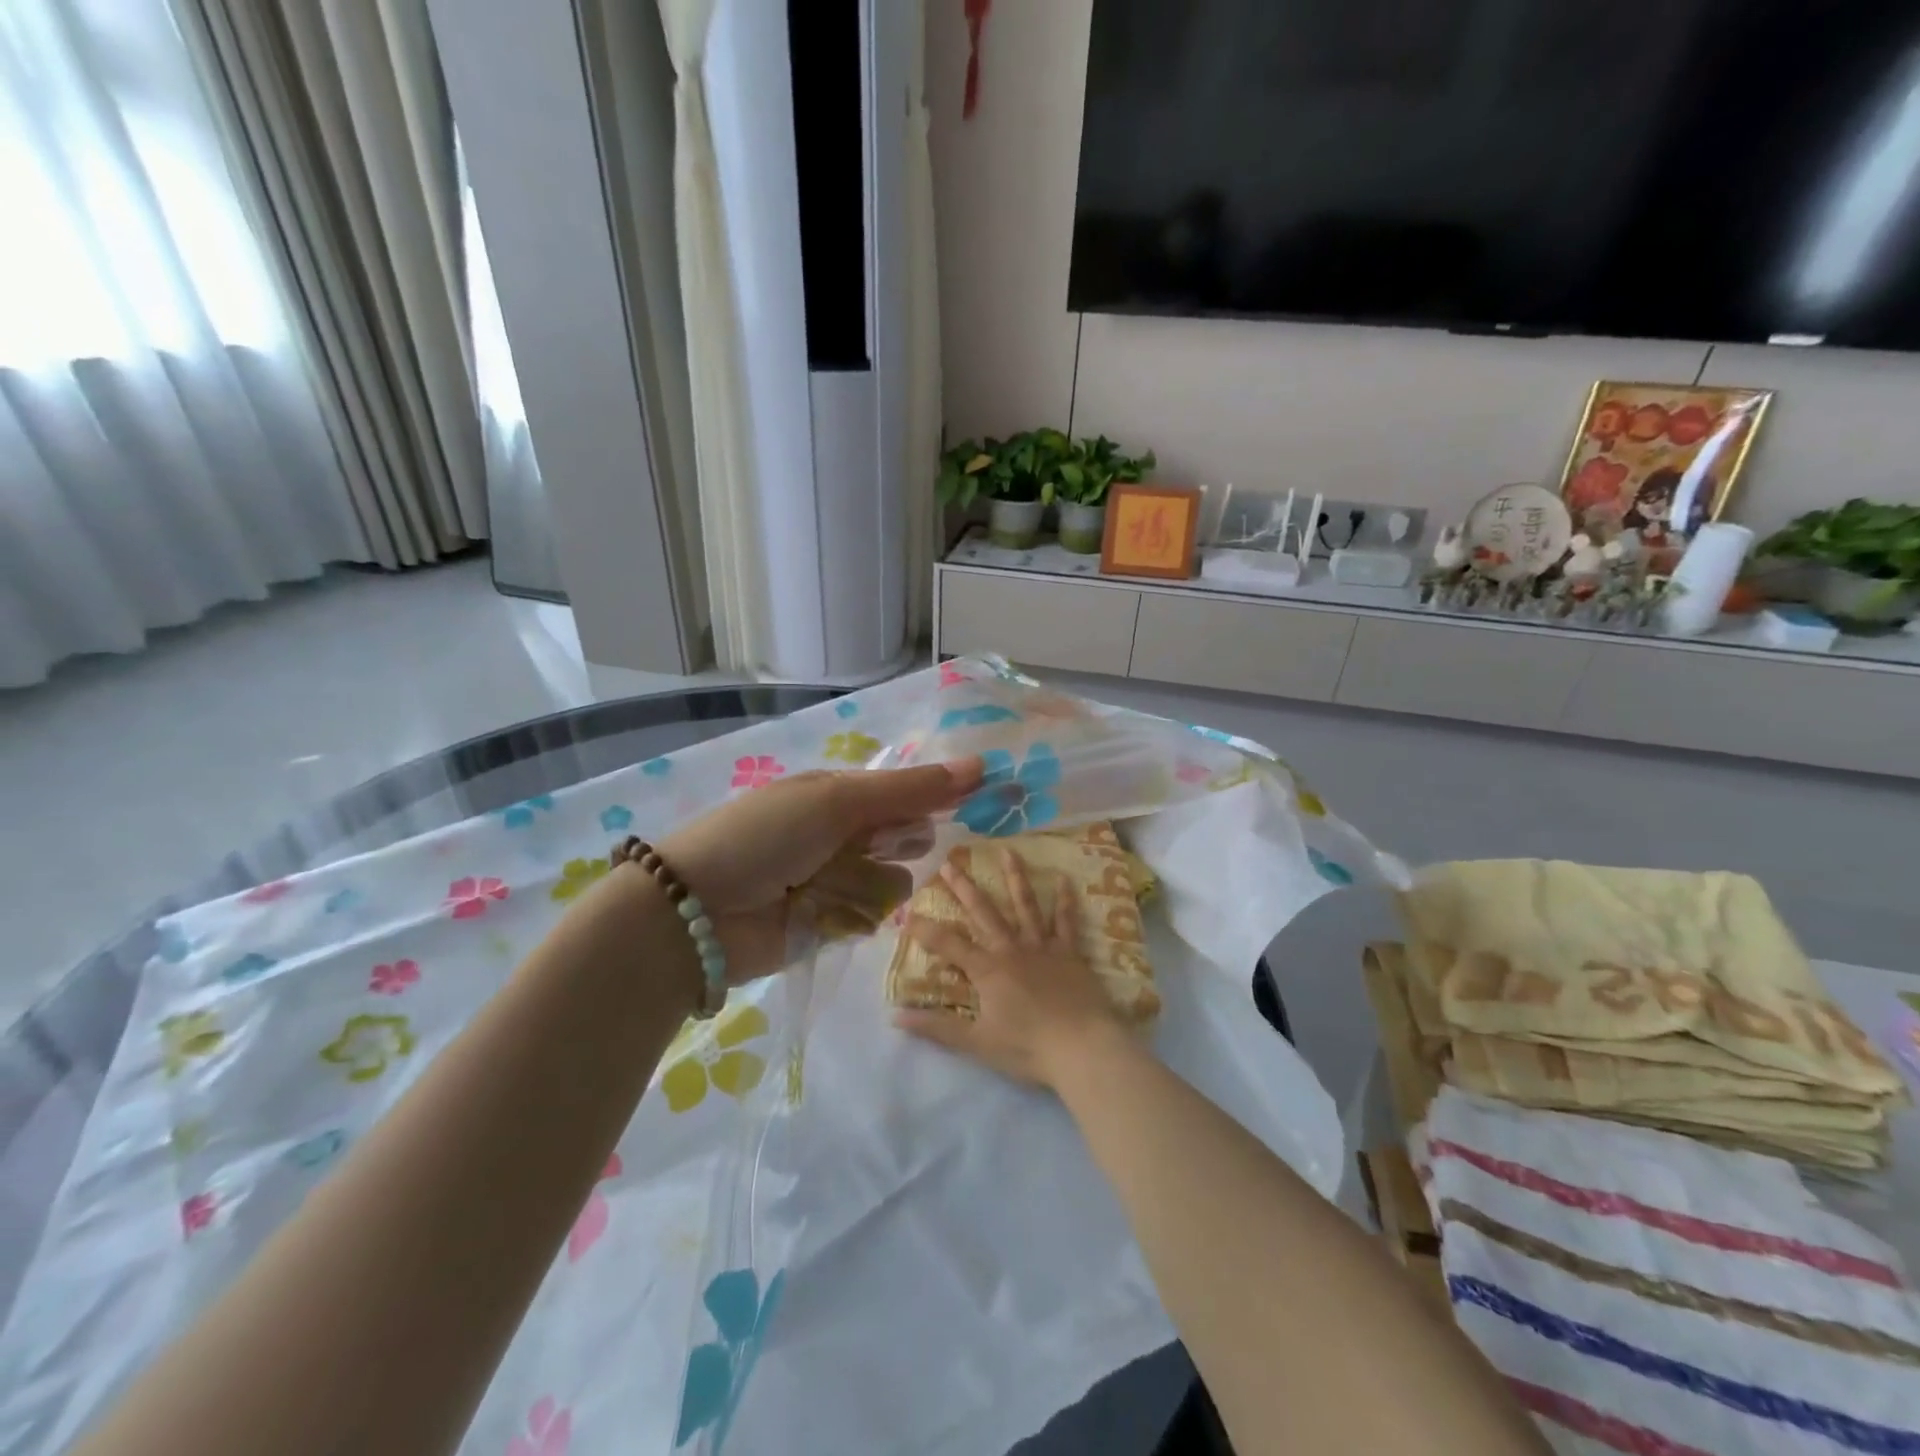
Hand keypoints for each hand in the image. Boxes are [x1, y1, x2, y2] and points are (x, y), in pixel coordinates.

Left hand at [656, 758, 982, 981]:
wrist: (696, 913)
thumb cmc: (766, 837)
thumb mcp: (837, 801)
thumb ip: (910, 789)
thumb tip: (980, 764)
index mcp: (839, 793)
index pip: (907, 790)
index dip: (939, 793)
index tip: (983, 795)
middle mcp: (843, 833)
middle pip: (906, 835)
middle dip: (901, 840)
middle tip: (869, 845)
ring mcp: (837, 880)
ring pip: (896, 880)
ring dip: (872, 882)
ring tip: (830, 884)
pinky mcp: (832, 924)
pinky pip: (873, 916)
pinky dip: (856, 913)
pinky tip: (826, 913)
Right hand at [896, 849, 1126, 1088]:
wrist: (1082, 1048)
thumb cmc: (1028, 1048)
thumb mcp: (977, 1043)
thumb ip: (937, 1028)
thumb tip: (895, 1017)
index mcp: (987, 970)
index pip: (948, 944)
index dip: (926, 930)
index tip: (907, 913)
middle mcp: (1011, 949)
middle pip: (984, 912)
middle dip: (964, 888)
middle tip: (949, 863)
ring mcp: (1042, 946)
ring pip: (1025, 905)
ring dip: (1014, 878)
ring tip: (1007, 851)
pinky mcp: (1070, 952)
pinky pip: (1066, 921)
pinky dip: (1065, 900)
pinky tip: (1064, 878)